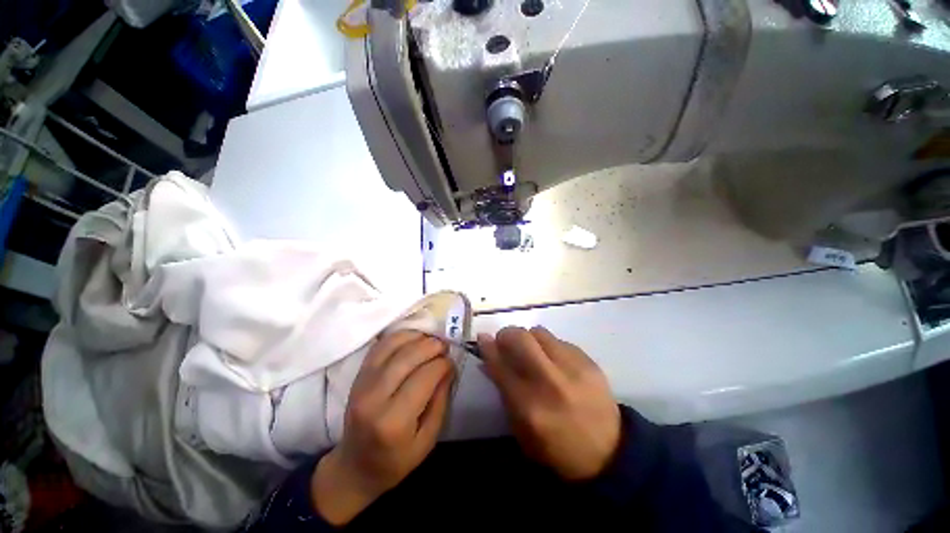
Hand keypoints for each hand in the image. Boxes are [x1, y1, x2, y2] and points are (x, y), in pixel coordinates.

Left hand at [311, 332, 453, 524]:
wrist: (354, 467)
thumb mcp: (427, 440)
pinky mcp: (358, 375)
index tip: (451, 362)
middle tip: (445, 346)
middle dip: (432, 346)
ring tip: (431, 340)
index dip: (442, 364)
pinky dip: (399, 336)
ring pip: (393, 346)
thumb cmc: (395, 460)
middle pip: (408, 357)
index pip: (424, 377)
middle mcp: (374, 398)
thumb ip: (440, 401)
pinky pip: (380, 346)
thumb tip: (449, 366)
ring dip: (417, 337)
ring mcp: (362, 384)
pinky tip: (413, 338)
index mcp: (393, 421)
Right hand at [479, 326, 620, 480]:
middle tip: (506, 342)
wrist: (609, 454)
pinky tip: (554, 361)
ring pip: (539, 332)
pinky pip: (559, 340)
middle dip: (507, 334)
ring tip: (532, 351)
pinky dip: (549, 346)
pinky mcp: (589, 361)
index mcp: (529, 406)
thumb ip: (503, 392)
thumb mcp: (521, 430)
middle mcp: (550, 382)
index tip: (482, 338)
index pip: (500, 365)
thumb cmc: (556, 449)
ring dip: (528, 338)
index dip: (488, 347)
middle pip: (520, 338)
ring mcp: (572, 368)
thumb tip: (488, 361)